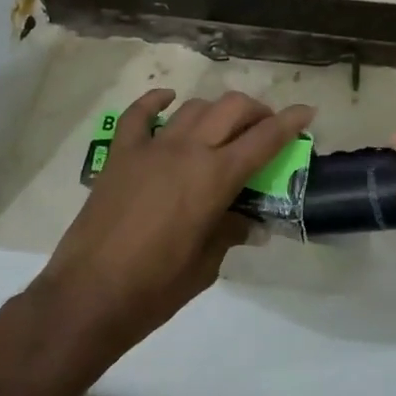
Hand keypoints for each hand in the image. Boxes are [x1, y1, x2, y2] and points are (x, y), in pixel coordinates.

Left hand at [32, 88, 313, 370]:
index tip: (307, 111)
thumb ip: (230, 232)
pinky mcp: (120, 154)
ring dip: (216, 110)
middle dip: (256, 111)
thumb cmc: (156, 287)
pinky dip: (156, 101)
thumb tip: (250, 223)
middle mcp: (188, 150)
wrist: (88, 295)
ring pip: (194, 107)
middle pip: (232, 109)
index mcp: (215, 177)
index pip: (264, 139)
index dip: (290, 122)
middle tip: (265, 127)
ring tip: (222, 126)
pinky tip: (168, 99)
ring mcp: (152, 147)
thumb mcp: (207, 265)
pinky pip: (140, 114)